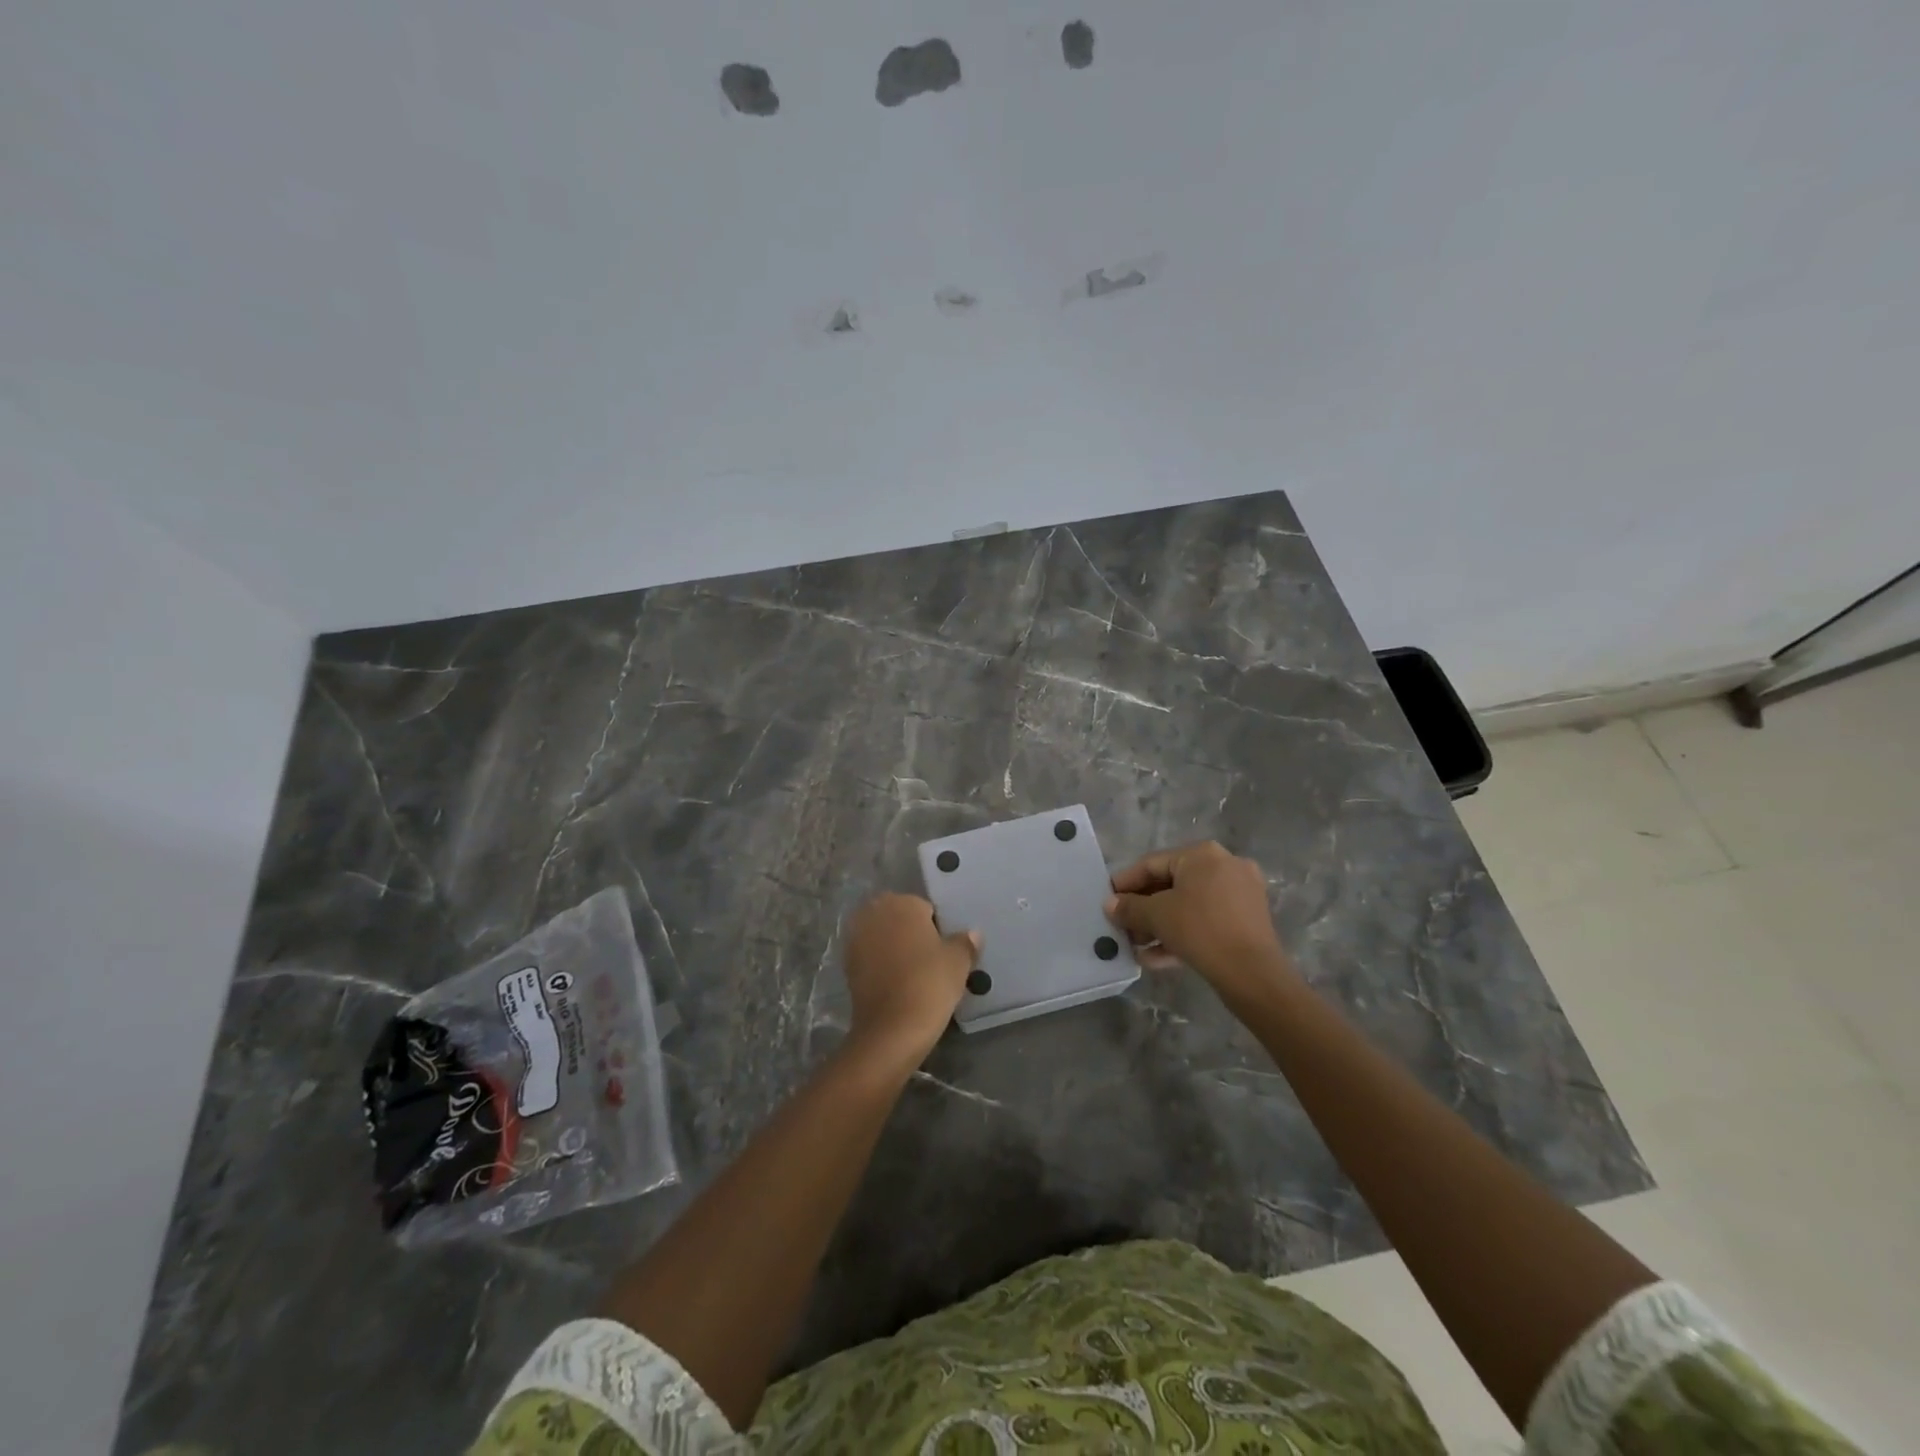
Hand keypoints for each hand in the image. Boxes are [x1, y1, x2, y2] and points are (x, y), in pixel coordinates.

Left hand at [841, 894, 979, 1073]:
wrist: (892, 1029)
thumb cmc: (929, 983)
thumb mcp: (958, 962)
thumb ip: (965, 942)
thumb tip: (972, 934)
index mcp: (903, 903)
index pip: (925, 908)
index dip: (937, 929)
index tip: (944, 951)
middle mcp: (875, 913)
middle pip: (899, 918)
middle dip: (911, 933)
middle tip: (930, 961)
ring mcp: (856, 938)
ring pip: (883, 936)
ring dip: (894, 947)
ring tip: (913, 973)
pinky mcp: (847, 964)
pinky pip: (870, 956)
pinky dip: (881, 964)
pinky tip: (896, 984)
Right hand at [1105, 841, 1297, 1001]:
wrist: (1253, 974)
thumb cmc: (1201, 930)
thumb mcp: (1157, 916)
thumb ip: (1129, 907)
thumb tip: (1110, 904)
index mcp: (1202, 854)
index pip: (1152, 864)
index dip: (1125, 883)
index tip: (1107, 901)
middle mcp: (1224, 865)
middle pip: (1171, 884)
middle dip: (1143, 909)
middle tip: (1122, 927)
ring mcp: (1240, 893)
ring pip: (1188, 905)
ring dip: (1159, 925)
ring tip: (1137, 946)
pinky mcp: (1247, 920)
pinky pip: (1205, 920)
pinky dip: (1182, 934)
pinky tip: (1157, 958)